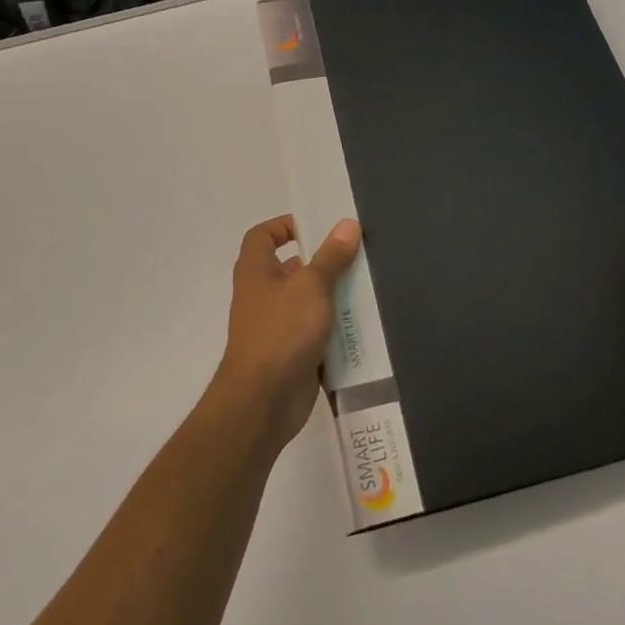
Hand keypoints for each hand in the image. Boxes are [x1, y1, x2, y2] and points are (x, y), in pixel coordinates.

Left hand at [206, 215, 360, 448]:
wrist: (264, 400)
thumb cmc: (282, 331)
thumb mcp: (312, 286)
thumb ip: (331, 256)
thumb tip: (347, 224)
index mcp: (257, 271)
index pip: (262, 236)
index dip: (285, 225)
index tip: (317, 225)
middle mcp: (263, 295)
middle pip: (291, 267)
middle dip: (322, 261)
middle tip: (356, 254)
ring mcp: (277, 325)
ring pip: (308, 301)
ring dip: (333, 295)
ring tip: (368, 284)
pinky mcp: (293, 352)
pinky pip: (317, 330)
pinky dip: (336, 326)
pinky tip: (364, 322)